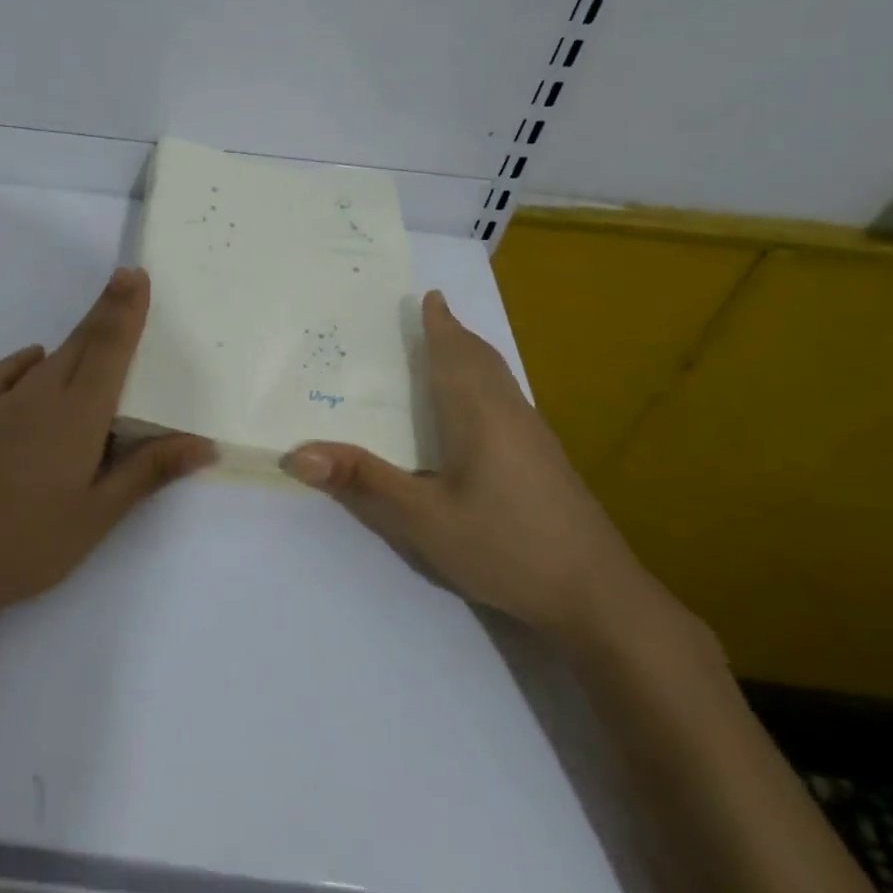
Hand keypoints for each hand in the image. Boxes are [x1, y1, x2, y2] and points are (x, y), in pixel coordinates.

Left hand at [0, 267, 213, 623]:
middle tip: (125, 278)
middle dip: (106, 309)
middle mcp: (41, 396)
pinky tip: (36, 362)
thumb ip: (148, 471)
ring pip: (49, 358)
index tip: (136, 275)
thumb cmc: (30, 544)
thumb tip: (202, 443)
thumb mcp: (98, 514)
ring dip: (76, 338)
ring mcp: (1, 404)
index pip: (109, 350)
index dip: (125, 310)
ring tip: (96, 329)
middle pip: (82, 342)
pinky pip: (4, 374)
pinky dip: (26, 361)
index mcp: (77, 415)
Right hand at [282, 290, 648, 642]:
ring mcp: (534, 436)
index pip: (454, 354)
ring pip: (499, 379)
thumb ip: (362, 480)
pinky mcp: (545, 460)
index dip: (440, 325)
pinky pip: (507, 399)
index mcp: (477, 414)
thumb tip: (296, 452)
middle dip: (456, 334)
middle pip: (481, 359)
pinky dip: (485, 381)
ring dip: (472, 356)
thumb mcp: (421, 519)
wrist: (597, 596)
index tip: (429, 295)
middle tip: (430, 315)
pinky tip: (477, 409)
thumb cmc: (503, 547)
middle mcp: (509, 413)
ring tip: (449, 348)